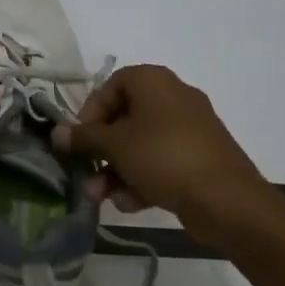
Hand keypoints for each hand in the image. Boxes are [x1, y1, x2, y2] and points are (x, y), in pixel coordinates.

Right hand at [53, 64, 268, 247]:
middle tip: (85, 174)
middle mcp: (172, 98)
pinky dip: (142, 179)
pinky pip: (160, 162)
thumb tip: (56, 132)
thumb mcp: (116, 146)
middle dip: (101, 151)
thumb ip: (84, 138)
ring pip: (140, 145)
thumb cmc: (164, 158)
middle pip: (124, 118)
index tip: (80, 138)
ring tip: (102, 197)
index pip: (111, 85)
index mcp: (154, 82)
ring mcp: (189, 129)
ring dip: (116, 170)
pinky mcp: (198, 158)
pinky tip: (130, 204)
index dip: (90, 111)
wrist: (228, 200)